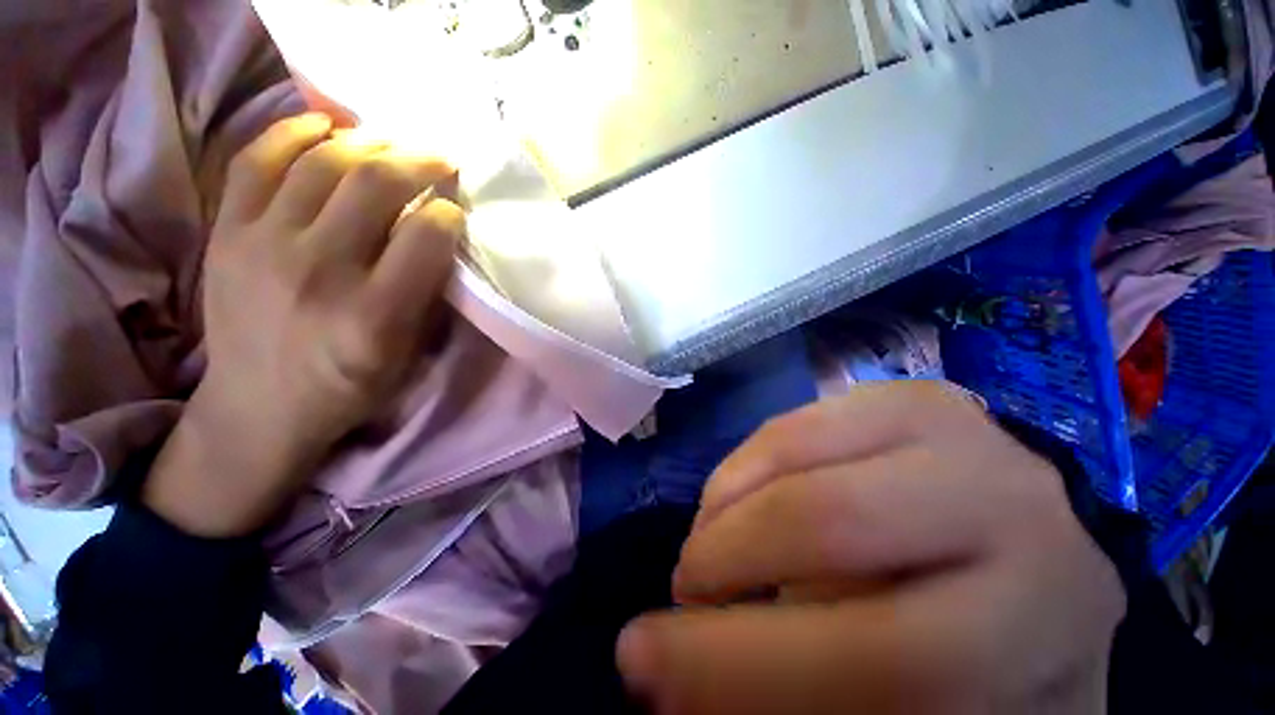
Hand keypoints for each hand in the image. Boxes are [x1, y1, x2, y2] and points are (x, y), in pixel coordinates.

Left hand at [144, 113, 463, 536]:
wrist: (258, 407)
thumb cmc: (348, 386)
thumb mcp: (407, 354)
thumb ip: (426, 293)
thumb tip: (440, 234)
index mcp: (374, 315)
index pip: (425, 235)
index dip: (450, 211)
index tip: (457, 208)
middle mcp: (318, 271)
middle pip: (375, 184)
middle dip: (419, 161)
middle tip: (440, 157)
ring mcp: (263, 245)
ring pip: (322, 161)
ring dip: (369, 142)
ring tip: (393, 142)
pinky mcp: (227, 233)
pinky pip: (258, 160)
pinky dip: (294, 131)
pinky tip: (327, 127)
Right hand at [617, 382, 1124, 713]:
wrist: (1021, 572)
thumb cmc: (970, 666)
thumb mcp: (898, 707)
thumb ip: (793, 685)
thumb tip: (661, 671)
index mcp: (1042, 637)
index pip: (884, 662)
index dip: (737, 666)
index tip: (643, 663)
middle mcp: (1025, 521)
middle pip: (831, 523)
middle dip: (726, 558)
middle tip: (682, 586)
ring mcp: (966, 436)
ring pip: (798, 453)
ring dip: (726, 503)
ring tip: (709, 543)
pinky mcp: (914, 397)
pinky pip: (796, 420)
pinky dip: (745, 461)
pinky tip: (737, 496)